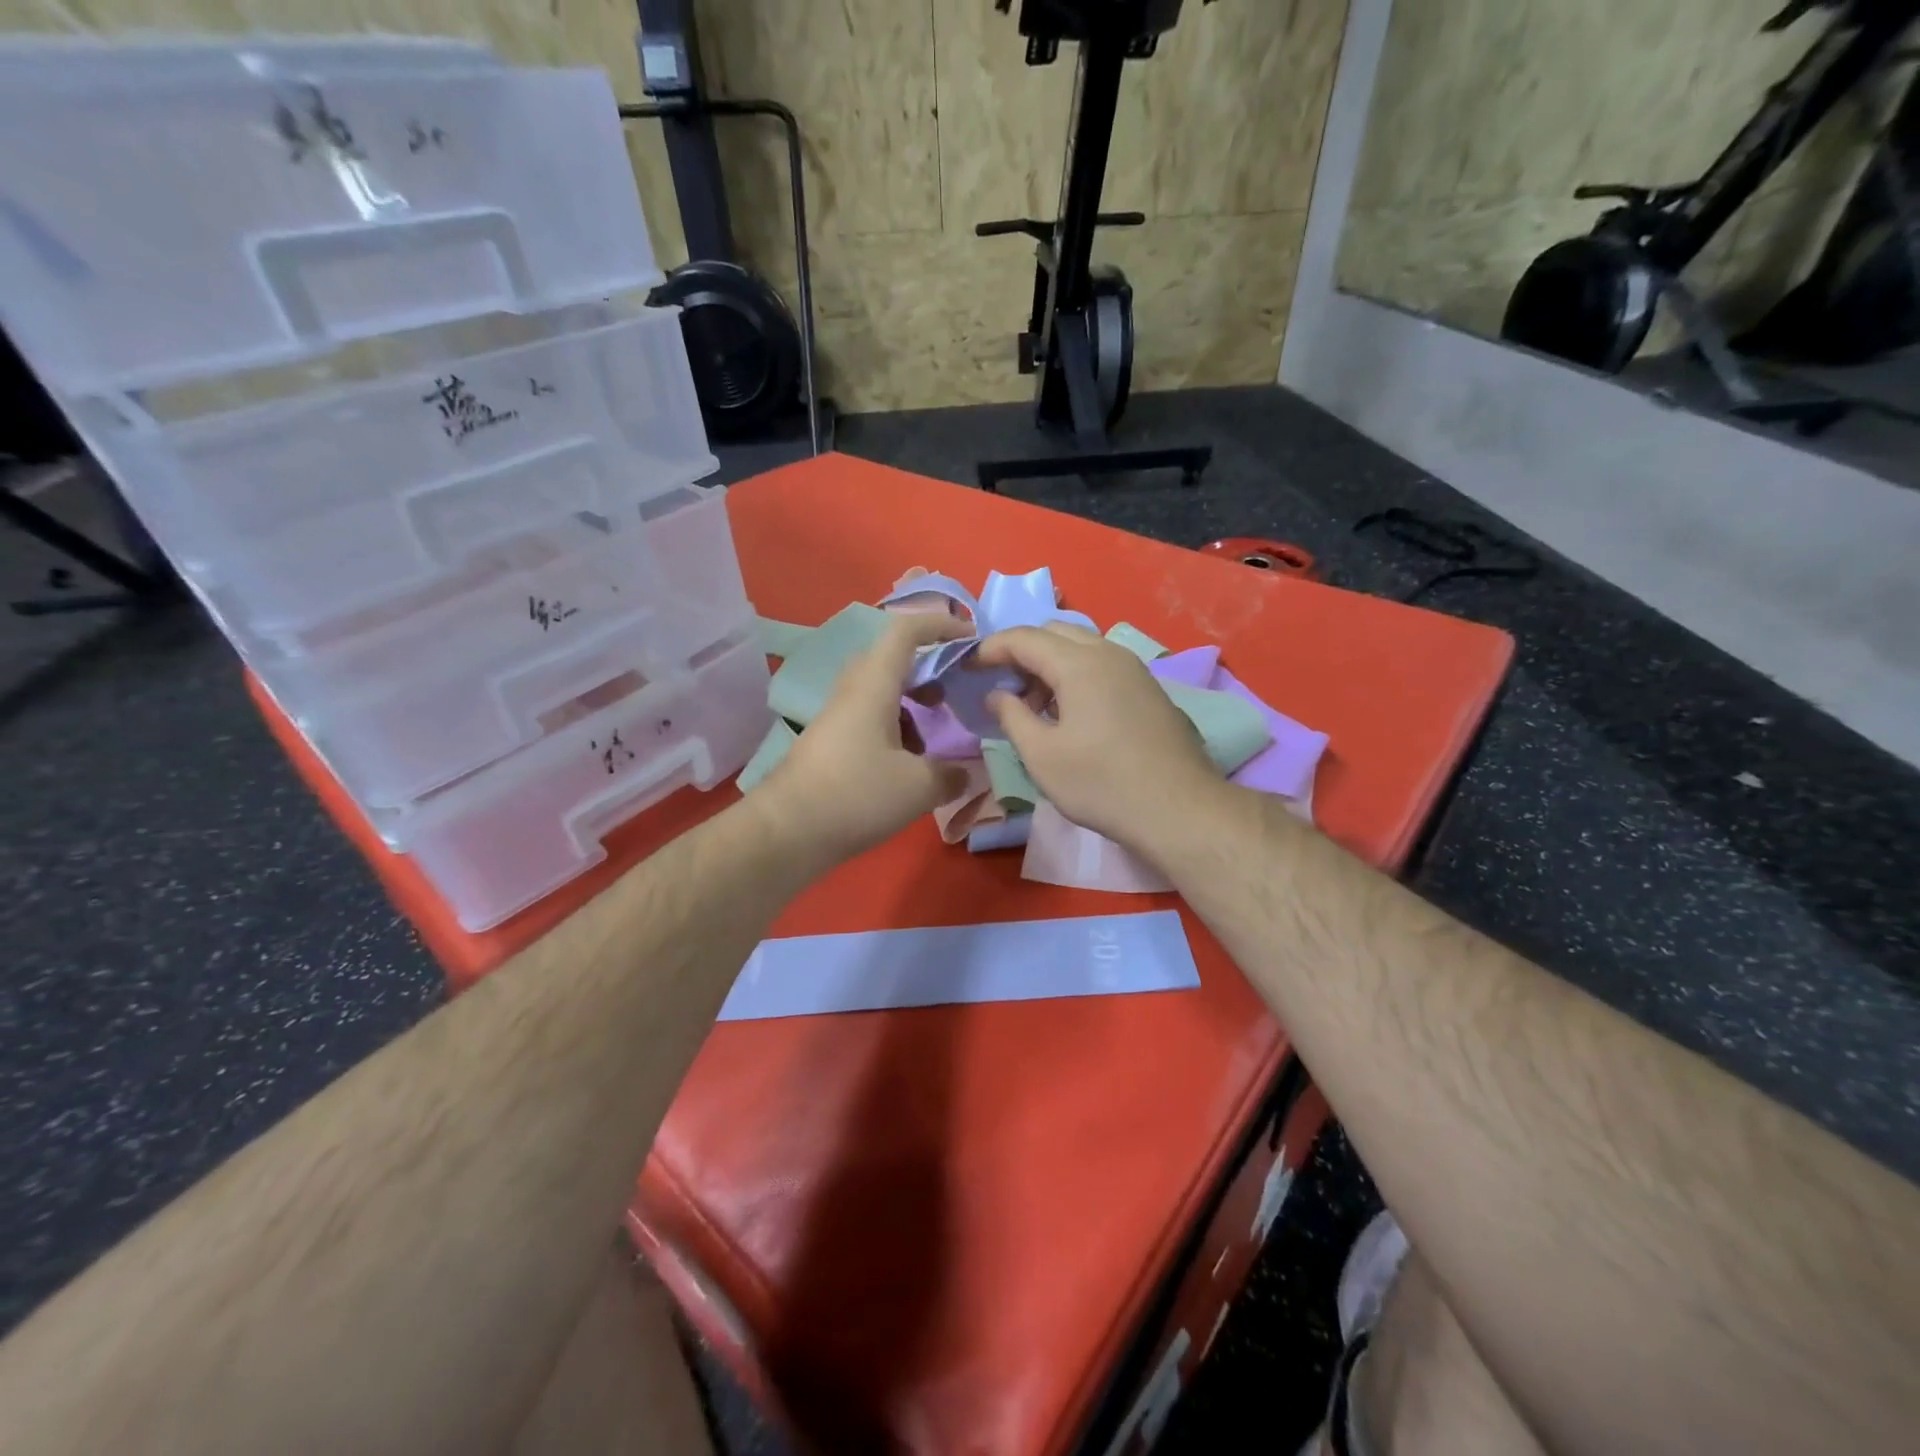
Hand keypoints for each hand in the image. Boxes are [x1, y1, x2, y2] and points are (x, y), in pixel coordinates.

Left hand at [758, 613, 970, 865]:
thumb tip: (966, 773)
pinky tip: (906, 765)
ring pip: (880, 691)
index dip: (940, 624)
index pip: (906, 631)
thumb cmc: (855, 795)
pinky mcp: (829, 743)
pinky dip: (895, 728)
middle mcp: (852, 691)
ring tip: (933, 736)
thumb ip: (951, 775)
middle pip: (892, 659)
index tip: (971, 637)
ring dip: (911, 703)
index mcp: (874, 684)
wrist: (786, 832)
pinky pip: (869, 718)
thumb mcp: (918, 787)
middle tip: (953, 693)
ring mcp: (837, 717)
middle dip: (928, 668)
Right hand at [974, 624, 1224, 850]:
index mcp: (1079, 664)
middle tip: (1003, 685)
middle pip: (1056, 632)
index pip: (1025, 637)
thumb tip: (996, 695)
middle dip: (1023, 651)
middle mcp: (1110, 654)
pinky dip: (1077, 675)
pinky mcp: (1150, 690)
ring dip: (1051, 664)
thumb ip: (1012, 717)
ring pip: (1083, 647)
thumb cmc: (1101, 784)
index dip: (991, 648)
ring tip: (1035, 706)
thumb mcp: (1041, 756)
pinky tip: (1072, 714)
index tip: (970, 667)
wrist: (1179, 809)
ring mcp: (1135, 670)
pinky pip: (1104, 665)